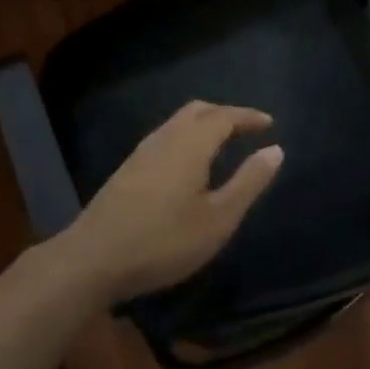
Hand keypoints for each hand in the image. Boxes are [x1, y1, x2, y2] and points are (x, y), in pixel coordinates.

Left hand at [57, 102, 283, 301]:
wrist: (94, 257)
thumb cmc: (164, 241)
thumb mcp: (217, 219)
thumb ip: (248, 182)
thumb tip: (275, 150)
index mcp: (190, 143)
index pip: (224, 116)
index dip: (248, 117)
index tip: (269, 123)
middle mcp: (166, 136)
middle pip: (199, 111)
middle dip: (226, 115)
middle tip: (247, 130)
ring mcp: (142, 151)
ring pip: (178, 122)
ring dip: (204, 124)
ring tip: (223, 144)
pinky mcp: (128, 167)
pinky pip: (166, 136)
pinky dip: (187, 137)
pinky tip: (189, 164)